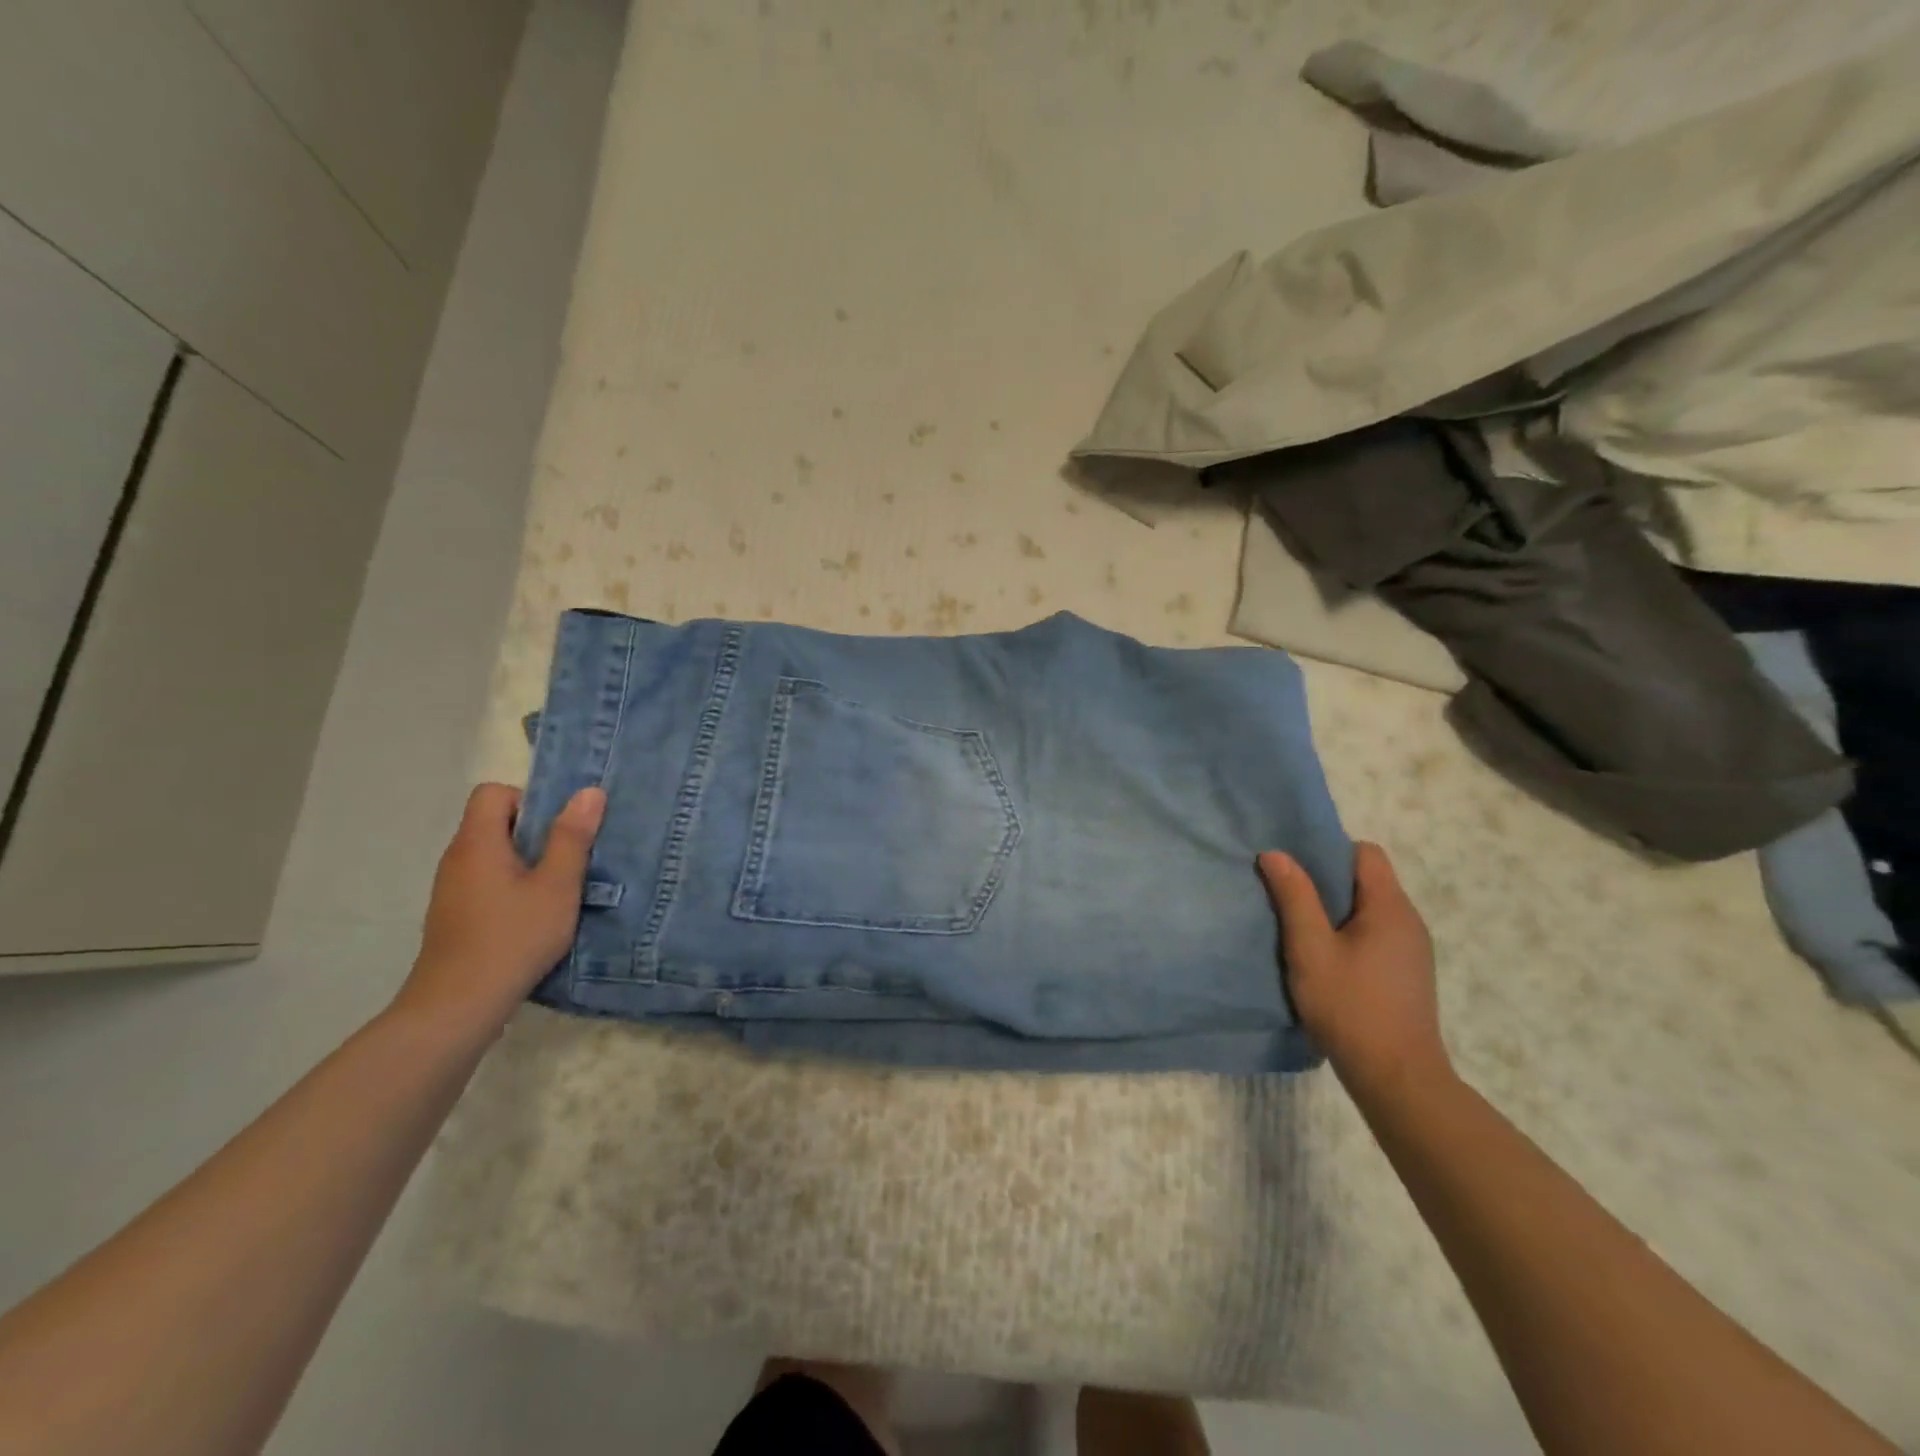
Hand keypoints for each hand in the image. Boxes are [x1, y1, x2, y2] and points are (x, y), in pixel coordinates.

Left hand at [395, 782, 606, 1031]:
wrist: (458, 1006)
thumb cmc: (513, 938)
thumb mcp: (556, 886)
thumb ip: (572, 838)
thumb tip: (589, 791)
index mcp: (477, 843)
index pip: (493, 793)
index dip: (529, 799)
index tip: (559, 827)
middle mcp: (457, 859)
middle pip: (494, 823)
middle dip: (536, 832)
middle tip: (571, 856)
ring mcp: (451, 890)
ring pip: (493, 855)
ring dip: (527, 862)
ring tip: (559, 887)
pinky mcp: (454, 916)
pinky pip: (486, 882)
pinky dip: (513, 886)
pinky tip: (536, 915)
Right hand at [1257, 842, 1448, 1097]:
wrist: (1397, 1078)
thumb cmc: (1350, 1007)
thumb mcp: (1310, 949)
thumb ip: (1294, 898)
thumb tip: (1276, 853)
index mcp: (1390, 908)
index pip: (1365, 853)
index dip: (1328, 851)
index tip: (1294, 866)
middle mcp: (1409, 922)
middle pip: (1367, 880)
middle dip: (1325, 881)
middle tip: (1285, 893)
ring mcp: (1412, 950)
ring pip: (1369, 910)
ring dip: (1334, 911)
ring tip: (1298, 927)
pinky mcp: (1406, 974)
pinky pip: (1374, 935)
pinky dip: (1347, 934)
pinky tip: (1323, 958)